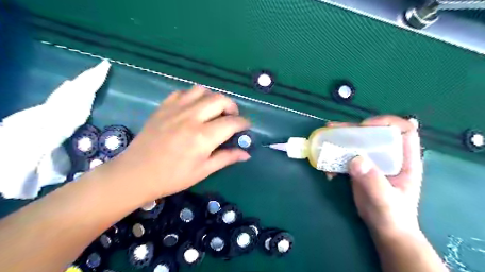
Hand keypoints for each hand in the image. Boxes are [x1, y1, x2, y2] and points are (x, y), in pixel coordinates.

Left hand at [105, 85, 248, 201]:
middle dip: (232, 107)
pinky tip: (193, 108)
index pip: (232, 122)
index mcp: (203, 136)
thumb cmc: (173, 177)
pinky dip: (194, 97)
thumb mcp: (203, 171)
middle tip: (232, 118)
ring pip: (202, 91)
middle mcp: (192, 117)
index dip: (244, 123)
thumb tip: (246, 153)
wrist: (136, 173)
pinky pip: (183, 92)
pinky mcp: (163, 106)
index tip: (246, 127)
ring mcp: (176, 109)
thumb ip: (227, 158)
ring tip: (213, 111)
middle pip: (220, 100)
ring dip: (213, 99)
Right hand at [328, 116, 423, 236]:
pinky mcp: (360, 169)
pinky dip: (335, 158)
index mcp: (405, 160)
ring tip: (325, 139)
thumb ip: (373, 181)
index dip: (386, 123)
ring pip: (357, 143)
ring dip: (340, 141)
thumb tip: (355, 159)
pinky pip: (347, 157)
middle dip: (354, 129)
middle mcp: (389, 156)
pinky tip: (328, 170)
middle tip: (334, 129)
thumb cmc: (393, 216)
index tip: (365, 128)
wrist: (385, 230)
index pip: (403, 130)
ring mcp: (373, 162)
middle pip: (373, 133)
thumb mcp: (385, 200)